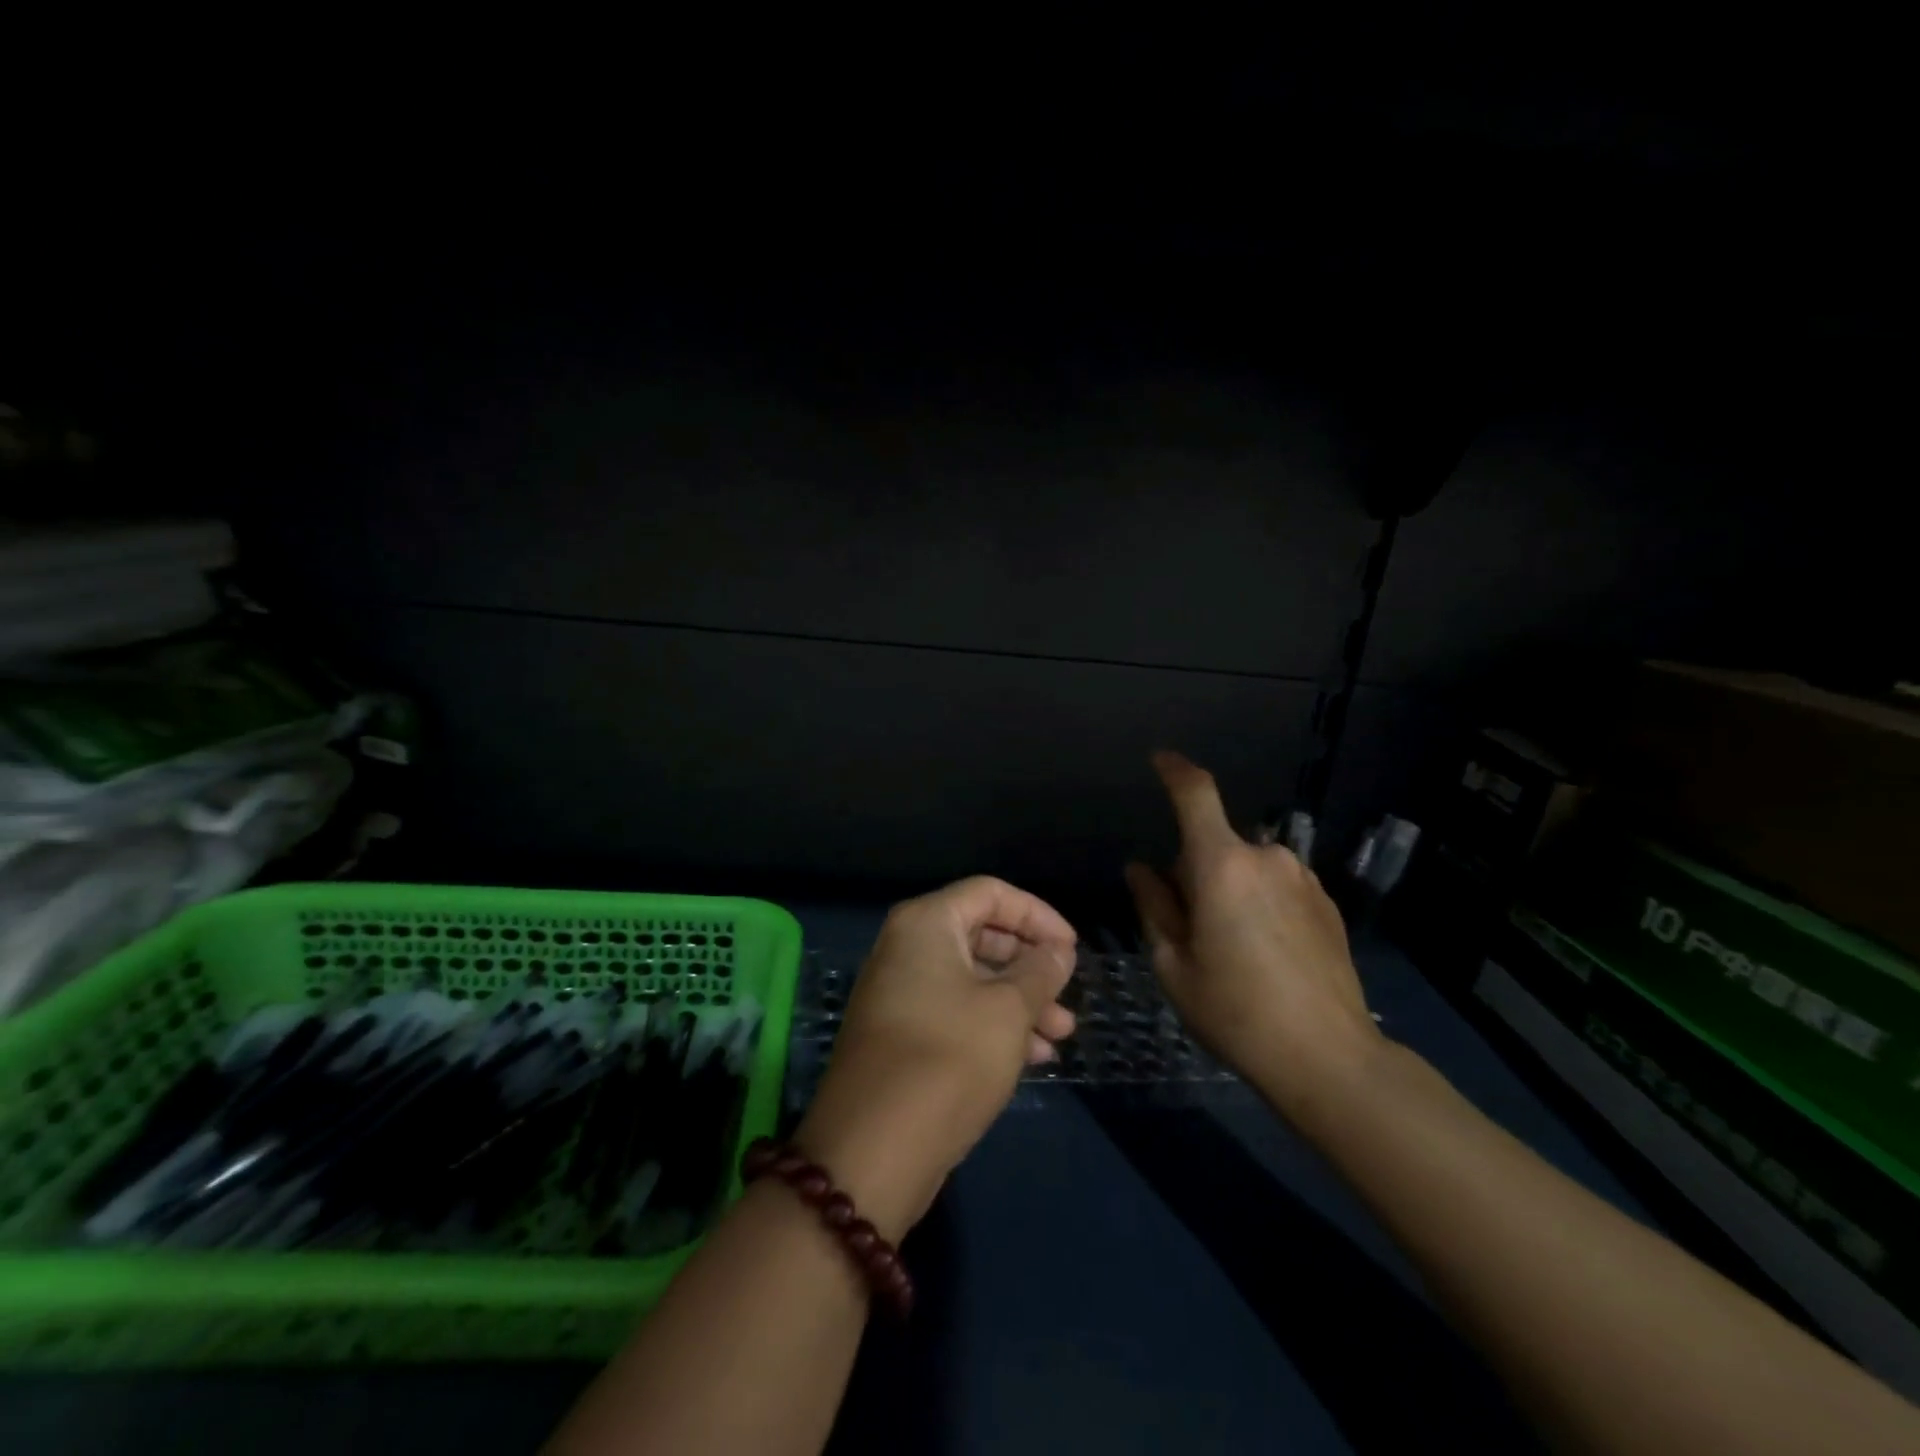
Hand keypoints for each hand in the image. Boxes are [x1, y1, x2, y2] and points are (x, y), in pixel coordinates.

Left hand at [795, 876, 1077, 1238]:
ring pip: (973, 979)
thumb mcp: (1008, 1010)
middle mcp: (907, 948)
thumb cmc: (949, 1058)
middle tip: (1067, 994)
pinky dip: (994, 1025)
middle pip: (982, 935)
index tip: (1071, 948)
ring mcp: (901, 992)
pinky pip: (957, 1011)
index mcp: (926, 923)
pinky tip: (1034, 1057)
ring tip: (1062, 1035)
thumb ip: (1040, 972)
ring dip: (1020, 1001)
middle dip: (1030, 964)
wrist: (873, 1148)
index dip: (1037, 915)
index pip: (990, 893)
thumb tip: (1058, 950)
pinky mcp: (902, 1034)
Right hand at [1126, 751, 1381, 1117]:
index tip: (1159, 760)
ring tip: (1231, 947)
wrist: (1329, 1057)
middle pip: (1214, 843)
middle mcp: (1266, 857)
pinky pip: (1277, 884)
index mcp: (1221, 866)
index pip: (1196, 794)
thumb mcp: (1174, 964)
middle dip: (1194, 870)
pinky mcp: (1326, 902)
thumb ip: (1154, 906)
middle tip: (1189, 927)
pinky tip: (1266, 953)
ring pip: (1246, 865)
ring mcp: (1302, 878)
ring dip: (1229, 887)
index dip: (1175, 770)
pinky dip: (1260, 901)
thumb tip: (1141, 869)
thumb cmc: (1235, 1011)